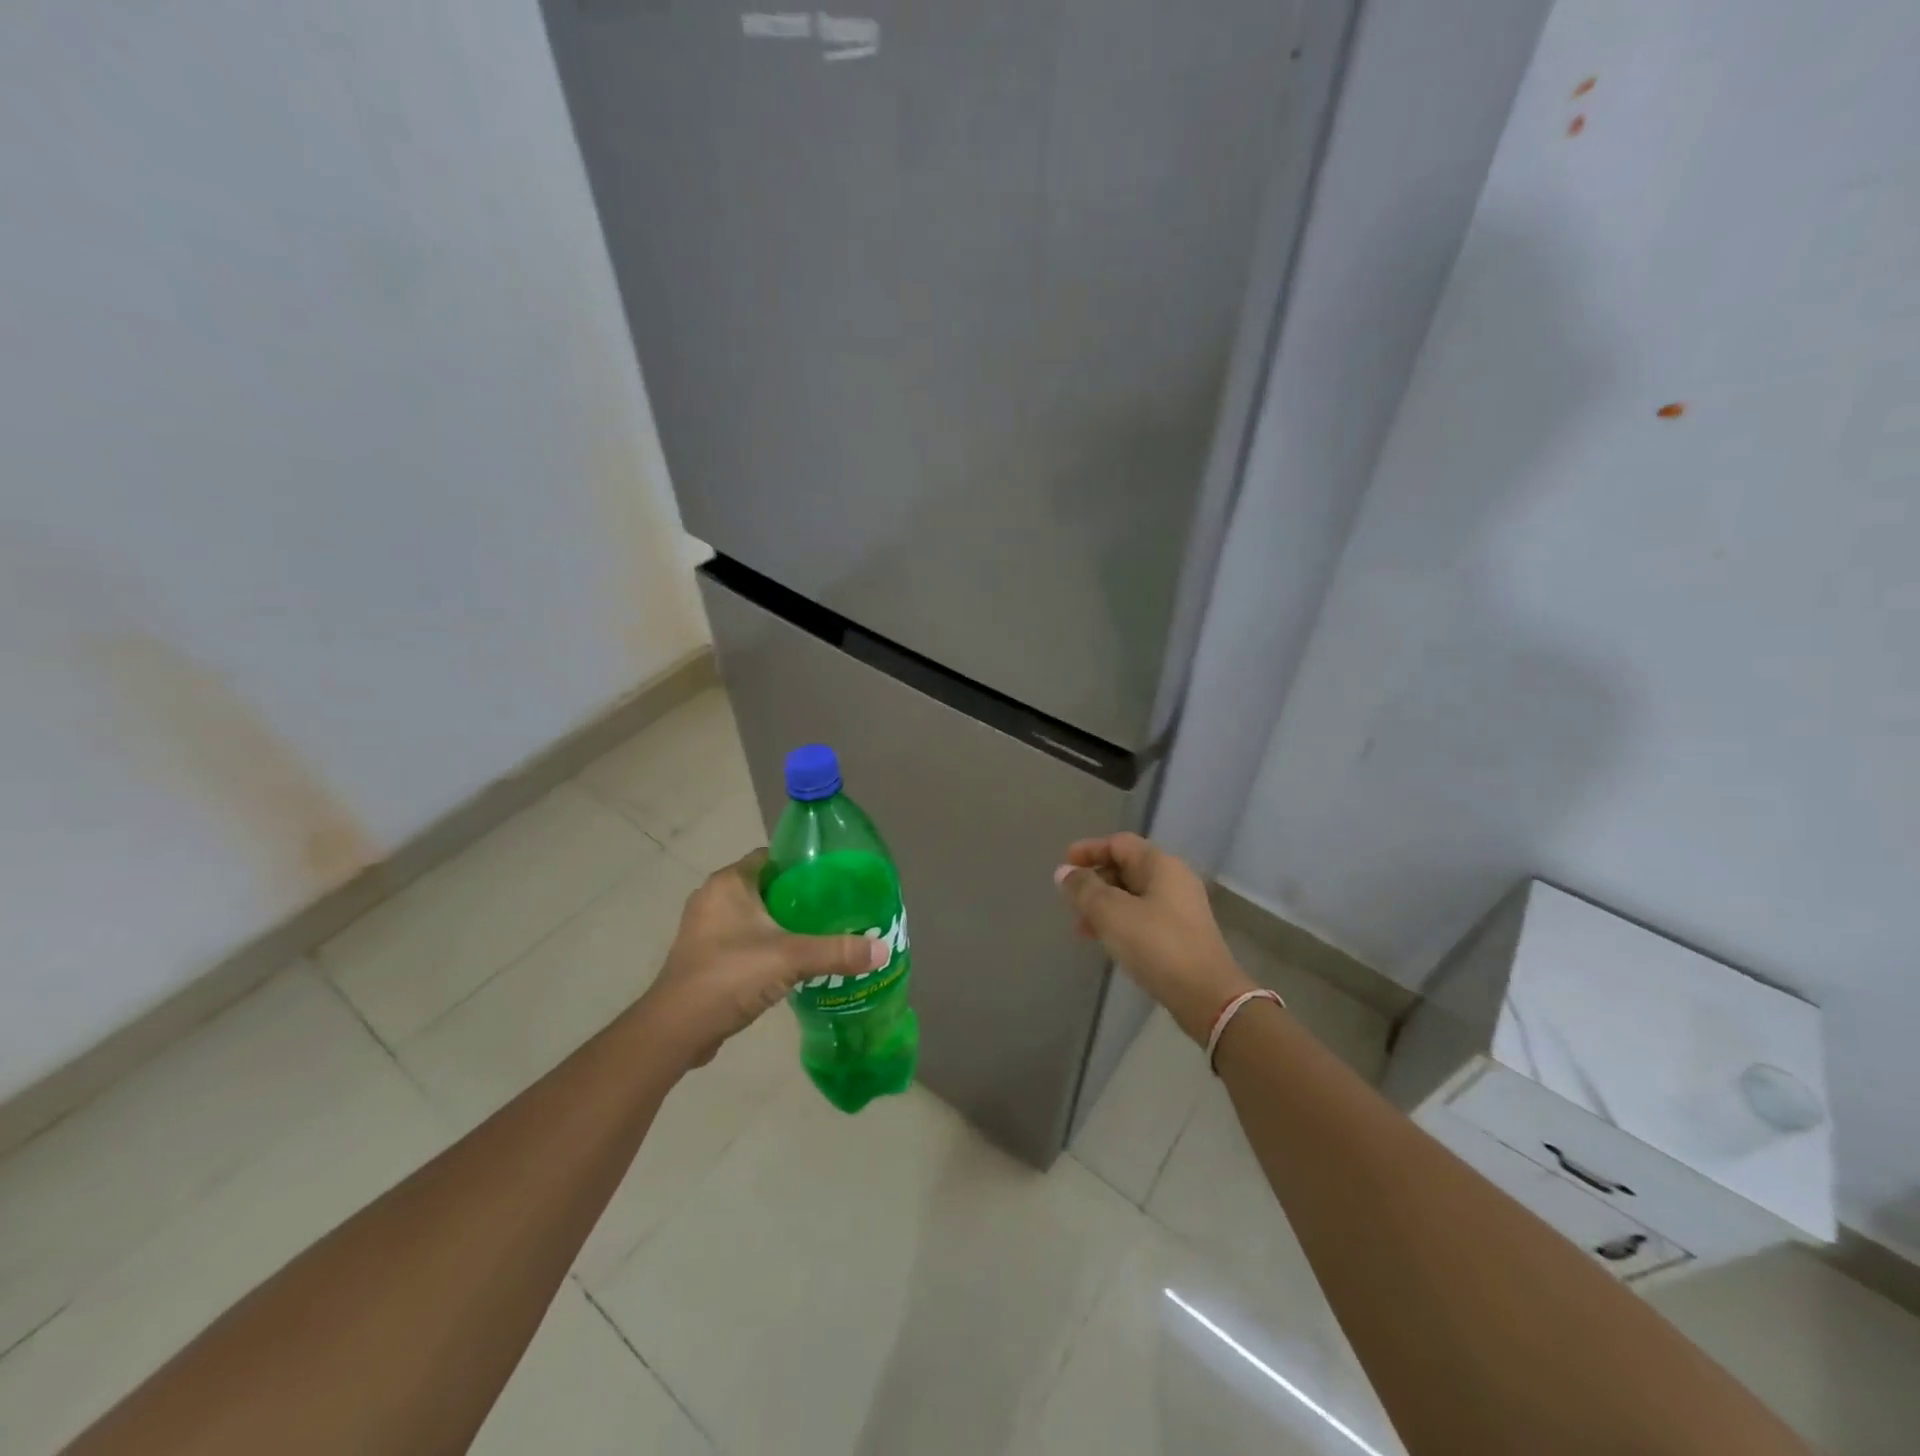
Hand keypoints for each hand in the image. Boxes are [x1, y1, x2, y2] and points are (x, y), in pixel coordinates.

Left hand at [641, 850, 886, 1067]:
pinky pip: (746, 939)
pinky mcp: (706, 956)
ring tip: (824, 934)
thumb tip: (882, 950)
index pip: (774, 857)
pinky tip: (796, 961)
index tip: (837, 879)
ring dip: (786, 923)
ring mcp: (707, 929)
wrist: (676, 1031)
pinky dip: (769, 945)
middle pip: (769, 886)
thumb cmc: (729, 976)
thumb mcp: (790, 958)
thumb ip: (836, 951)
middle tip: (838, 909)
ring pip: (757, 915)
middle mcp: (714, 897)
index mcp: (729, 882)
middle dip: (802, 897)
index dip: (805, 864)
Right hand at [1054, 833, 1254, 1043]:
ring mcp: (1181, 908)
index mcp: (1161, 865)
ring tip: (1082, 929)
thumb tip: (1064, 872)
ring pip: (1133, 896)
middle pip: (1126, 868)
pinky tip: (1106, 942)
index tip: (1064, 864)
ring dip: (1104, 906)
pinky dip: (1120, 922)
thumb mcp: (1111, 913)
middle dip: (1094, 882)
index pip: (1119, 843)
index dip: (1090, 850)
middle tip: (1070, 902)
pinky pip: (1143, 917)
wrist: (1207, 996)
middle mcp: (1174, 880)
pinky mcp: (1181, 935)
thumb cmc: (1157, 945)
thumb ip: (1084, 889)